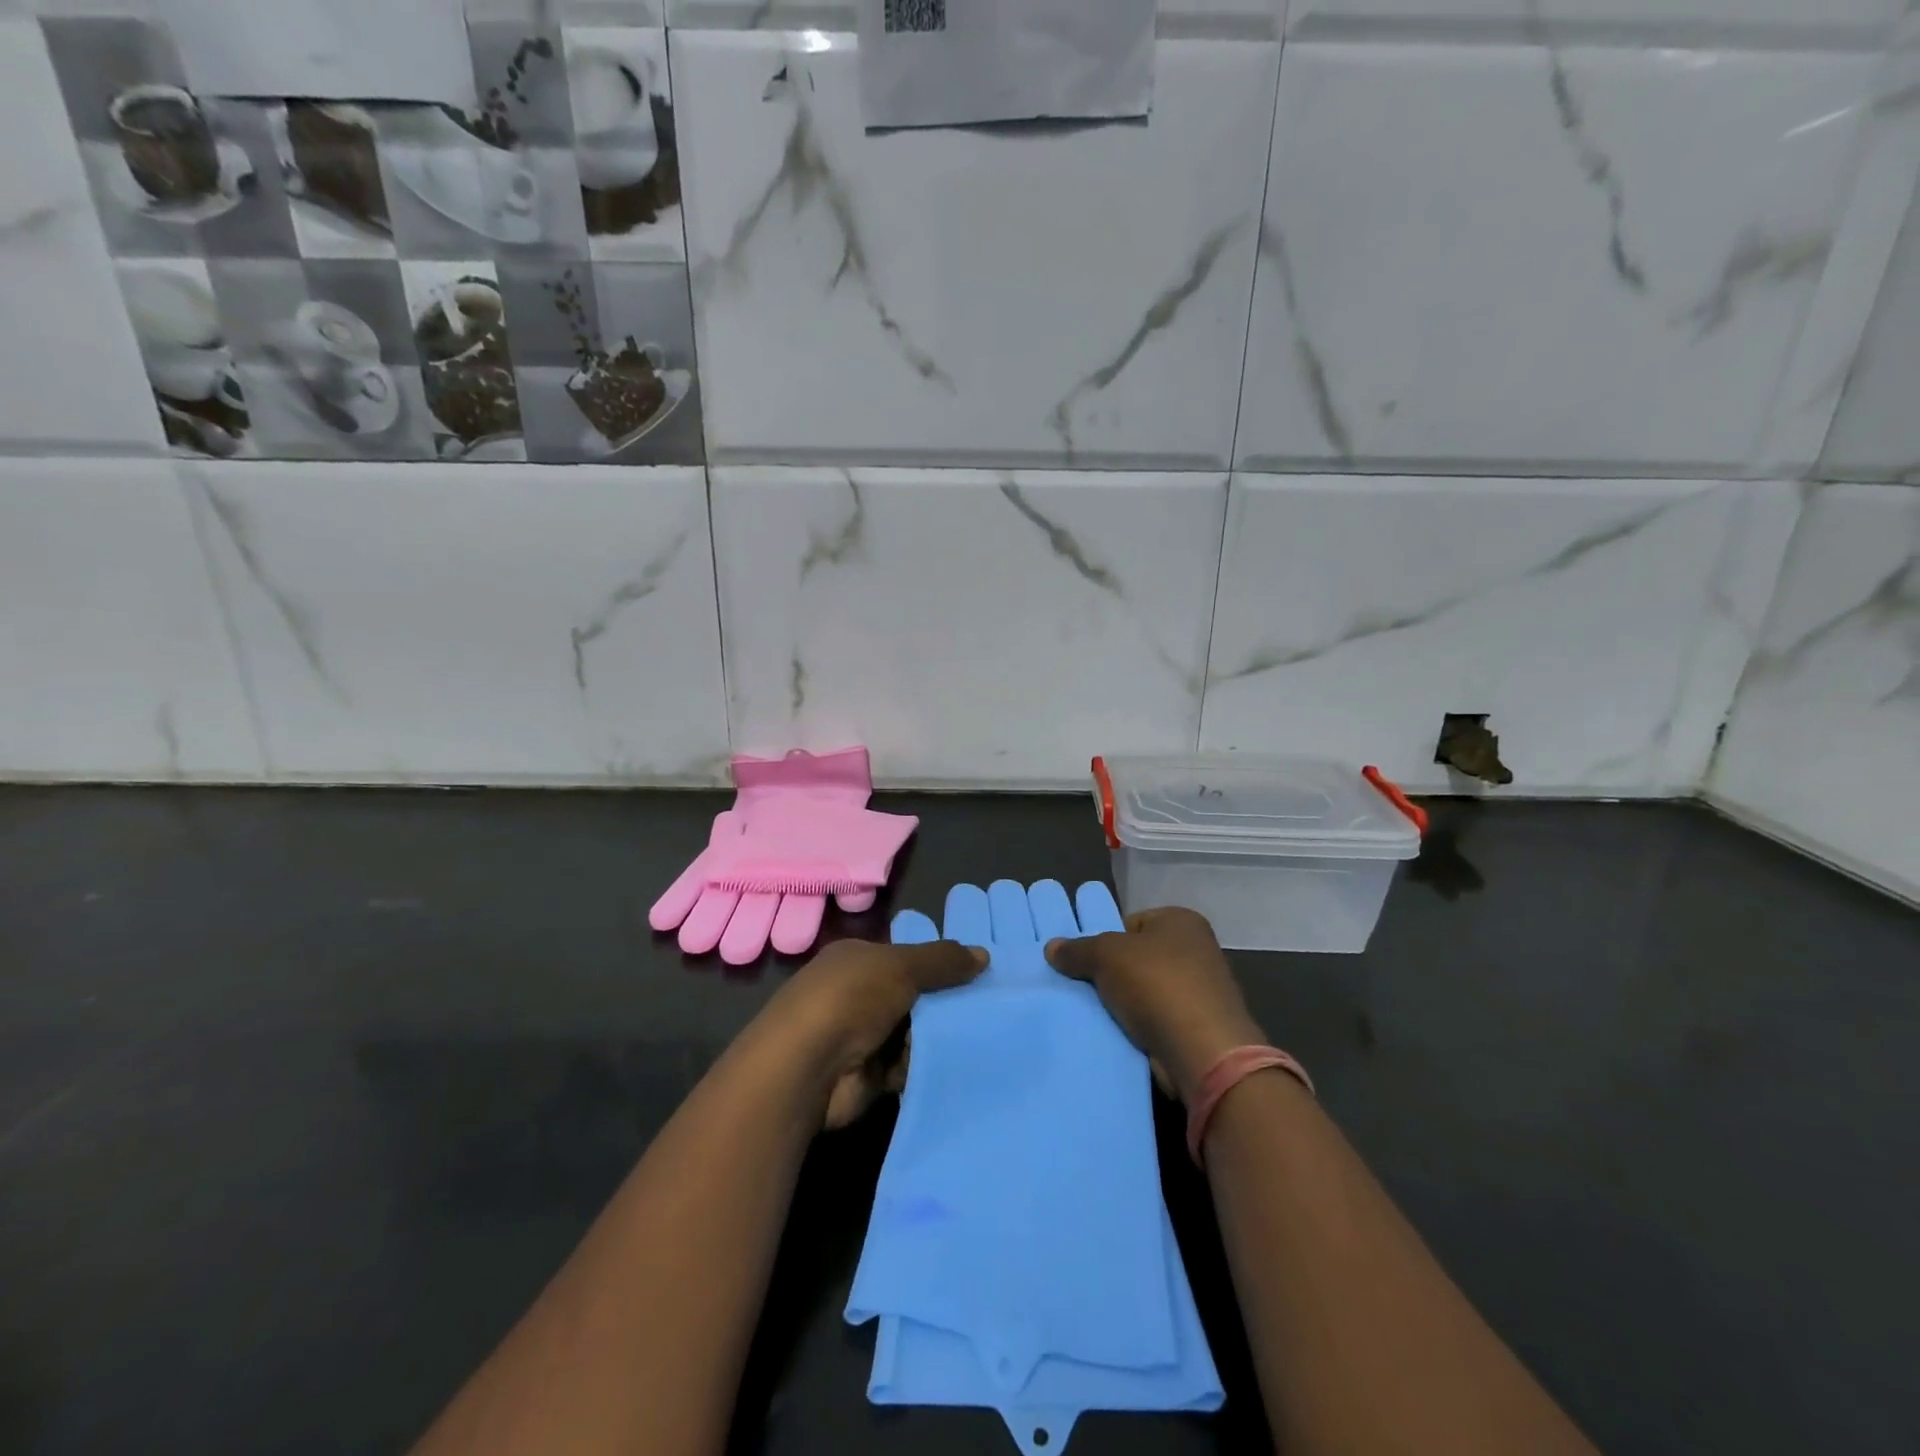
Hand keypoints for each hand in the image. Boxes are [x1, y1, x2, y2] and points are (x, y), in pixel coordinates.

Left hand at [758, 937, 985, 1128]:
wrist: (805, 1070)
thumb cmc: (850, 1000)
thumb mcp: (900, 966)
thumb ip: (942, 961)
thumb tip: (983, 954)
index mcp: (857, 960)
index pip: (905, 957)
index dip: (938, 964)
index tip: (976, 973)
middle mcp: (857, 995)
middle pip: (912, 996)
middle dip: (944, 1003)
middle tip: (989, 1008)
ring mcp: (861, 1037)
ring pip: (914, 1033)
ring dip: (938, 1038)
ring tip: (982, 1036)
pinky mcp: (868, 1077)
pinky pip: (909, 1068)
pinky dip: (926, 1067)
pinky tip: (958, 1064)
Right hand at [1044, 907, 1264, 1104]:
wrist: (1203, 1053)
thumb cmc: (1157, 985)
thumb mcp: (1107, 955)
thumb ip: (1078, 950)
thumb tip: (1052, 947)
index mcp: (1181, 921)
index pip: (1130, 922)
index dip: (1103, 939)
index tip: (1083, 961)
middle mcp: (1196, 950)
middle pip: (1137, 957)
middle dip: (1110, 973)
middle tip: (1080, 986)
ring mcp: (1200, 991)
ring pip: (1144, 991)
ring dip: (1122, 1003)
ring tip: (1092, 1012)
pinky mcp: (1199, 1028)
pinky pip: (1155, 1020)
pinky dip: (1137, 1027)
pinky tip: (1114, 1034)